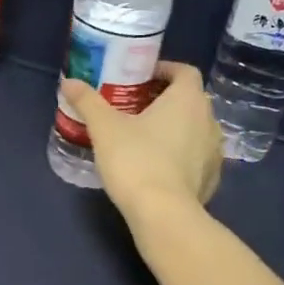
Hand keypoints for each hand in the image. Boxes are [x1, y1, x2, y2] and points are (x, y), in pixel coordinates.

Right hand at [59, 61, 222, 218]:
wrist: (163, 214)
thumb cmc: (135, 160)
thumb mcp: (104, 128)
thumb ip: (87, 101)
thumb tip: (69, 82)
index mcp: (187, 100)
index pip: (185, 71)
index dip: (164, 70)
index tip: (141, 78)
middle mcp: (209, 120)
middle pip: (190, 100)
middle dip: (166, 100)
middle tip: (136, 108)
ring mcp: (214, 151)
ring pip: (196, 129)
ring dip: (176, 128)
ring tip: (147, 138)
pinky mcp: (212, 178)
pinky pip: (198, 157)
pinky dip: (182, 155)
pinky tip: (160, 167)